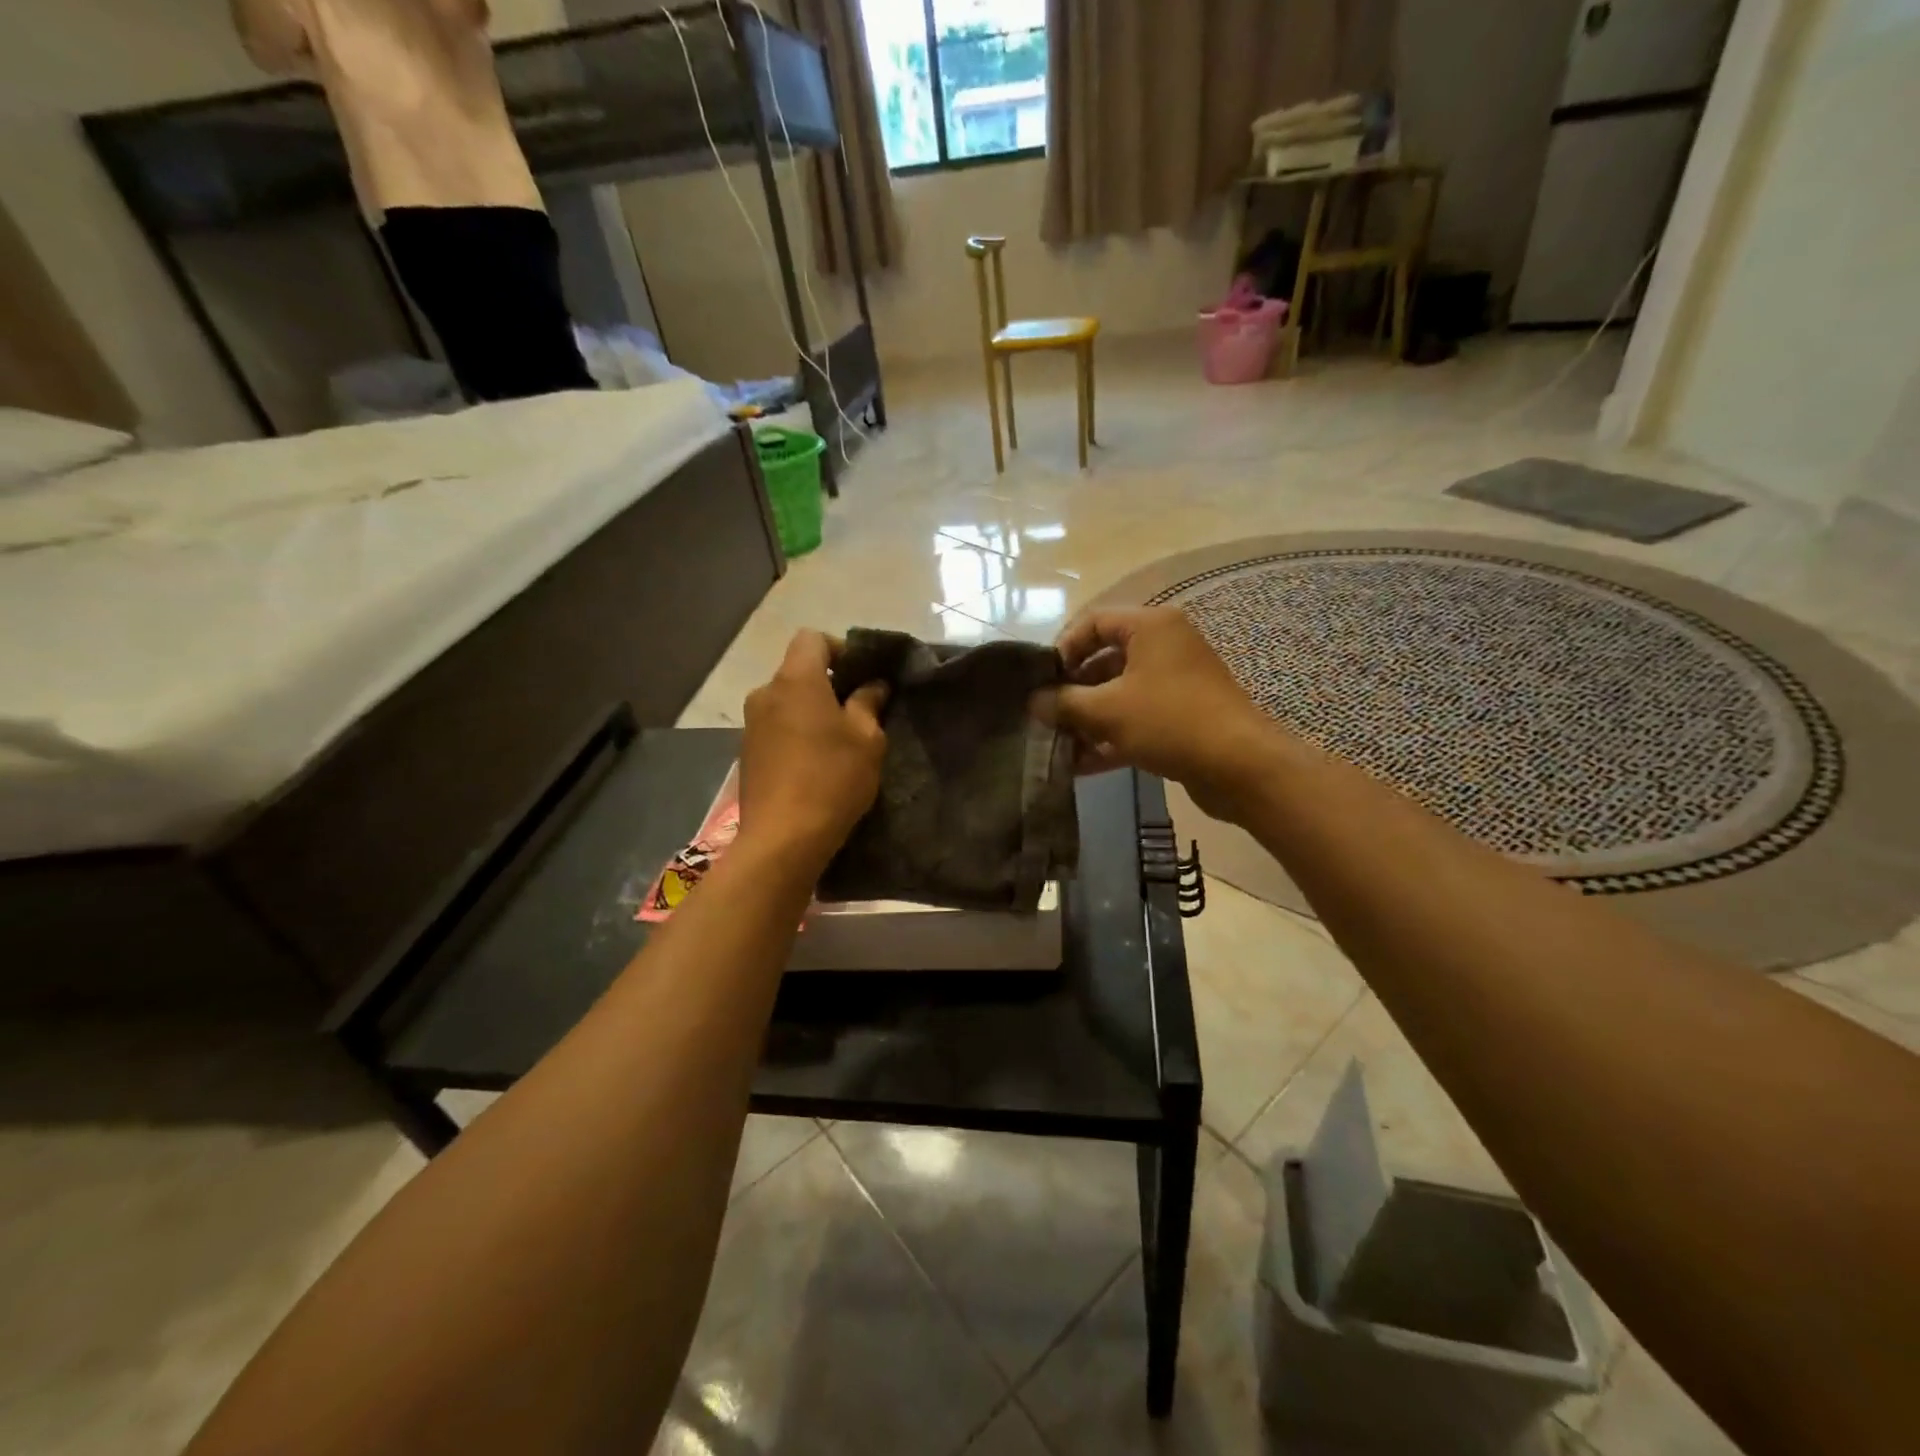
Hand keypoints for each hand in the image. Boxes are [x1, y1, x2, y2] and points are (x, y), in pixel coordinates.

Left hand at [738, 631, 888, 865]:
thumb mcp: (867, 740)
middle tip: (856, 713)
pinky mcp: (746, 754)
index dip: (839, 649)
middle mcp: (765, 693)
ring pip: (786, 702)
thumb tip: (873, 685)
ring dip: (809, 712)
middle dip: (826, 685)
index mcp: (795, 680)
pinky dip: (794, 734)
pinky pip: (775, 728)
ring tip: (835, 743)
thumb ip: (869, 704)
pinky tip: (813, 765)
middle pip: (797, 672)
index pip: (812, 639)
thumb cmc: (832, 779)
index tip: (861, 676)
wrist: (783, 838)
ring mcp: (750, 725)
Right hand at [1041, 607, 1276, 818]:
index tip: (1042, 680)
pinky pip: (1136, 719)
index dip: (1062, 648)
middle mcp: (1165, 647)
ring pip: (1119, 694)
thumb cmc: (1169, 721)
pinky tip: (1080, 765)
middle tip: (1045, 716)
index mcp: (1150, 627)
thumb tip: (1033, 702)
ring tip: (1057, 745)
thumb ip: (1064, 703)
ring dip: (1087, 719)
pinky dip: (1109, 737)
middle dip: (1072, 691)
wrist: (1240, 766)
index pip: (1093, 622)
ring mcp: (1175, 684)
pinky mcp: (1181, 717)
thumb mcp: (1107, 710)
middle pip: (1104, 660)